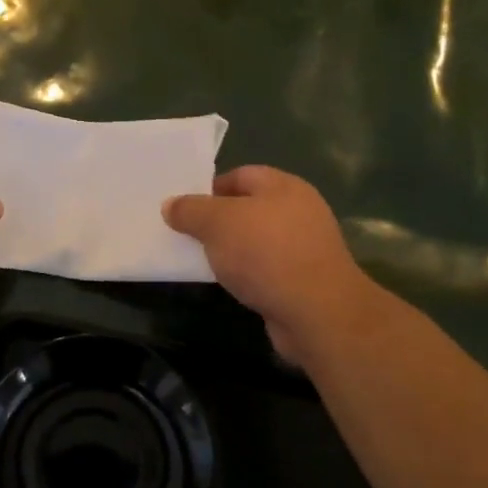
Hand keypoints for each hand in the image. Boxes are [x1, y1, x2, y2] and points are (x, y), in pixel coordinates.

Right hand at [164, 166, 380, 364]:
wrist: (316, 312)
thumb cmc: (265, 253)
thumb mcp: (217, 223)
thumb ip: (191, 210)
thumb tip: (171, 205)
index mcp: (283, 186)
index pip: (240, 175)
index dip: (210, 188)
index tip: (184, 209)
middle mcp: (299, 211)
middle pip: (249, 208)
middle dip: (218, 222)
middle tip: (187, 236)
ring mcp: (305, 247)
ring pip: (257, 241)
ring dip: (232, 251)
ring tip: (203, 262)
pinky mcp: (304, 280)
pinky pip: (266, 269)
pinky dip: (247, 274)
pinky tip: (231, 286)